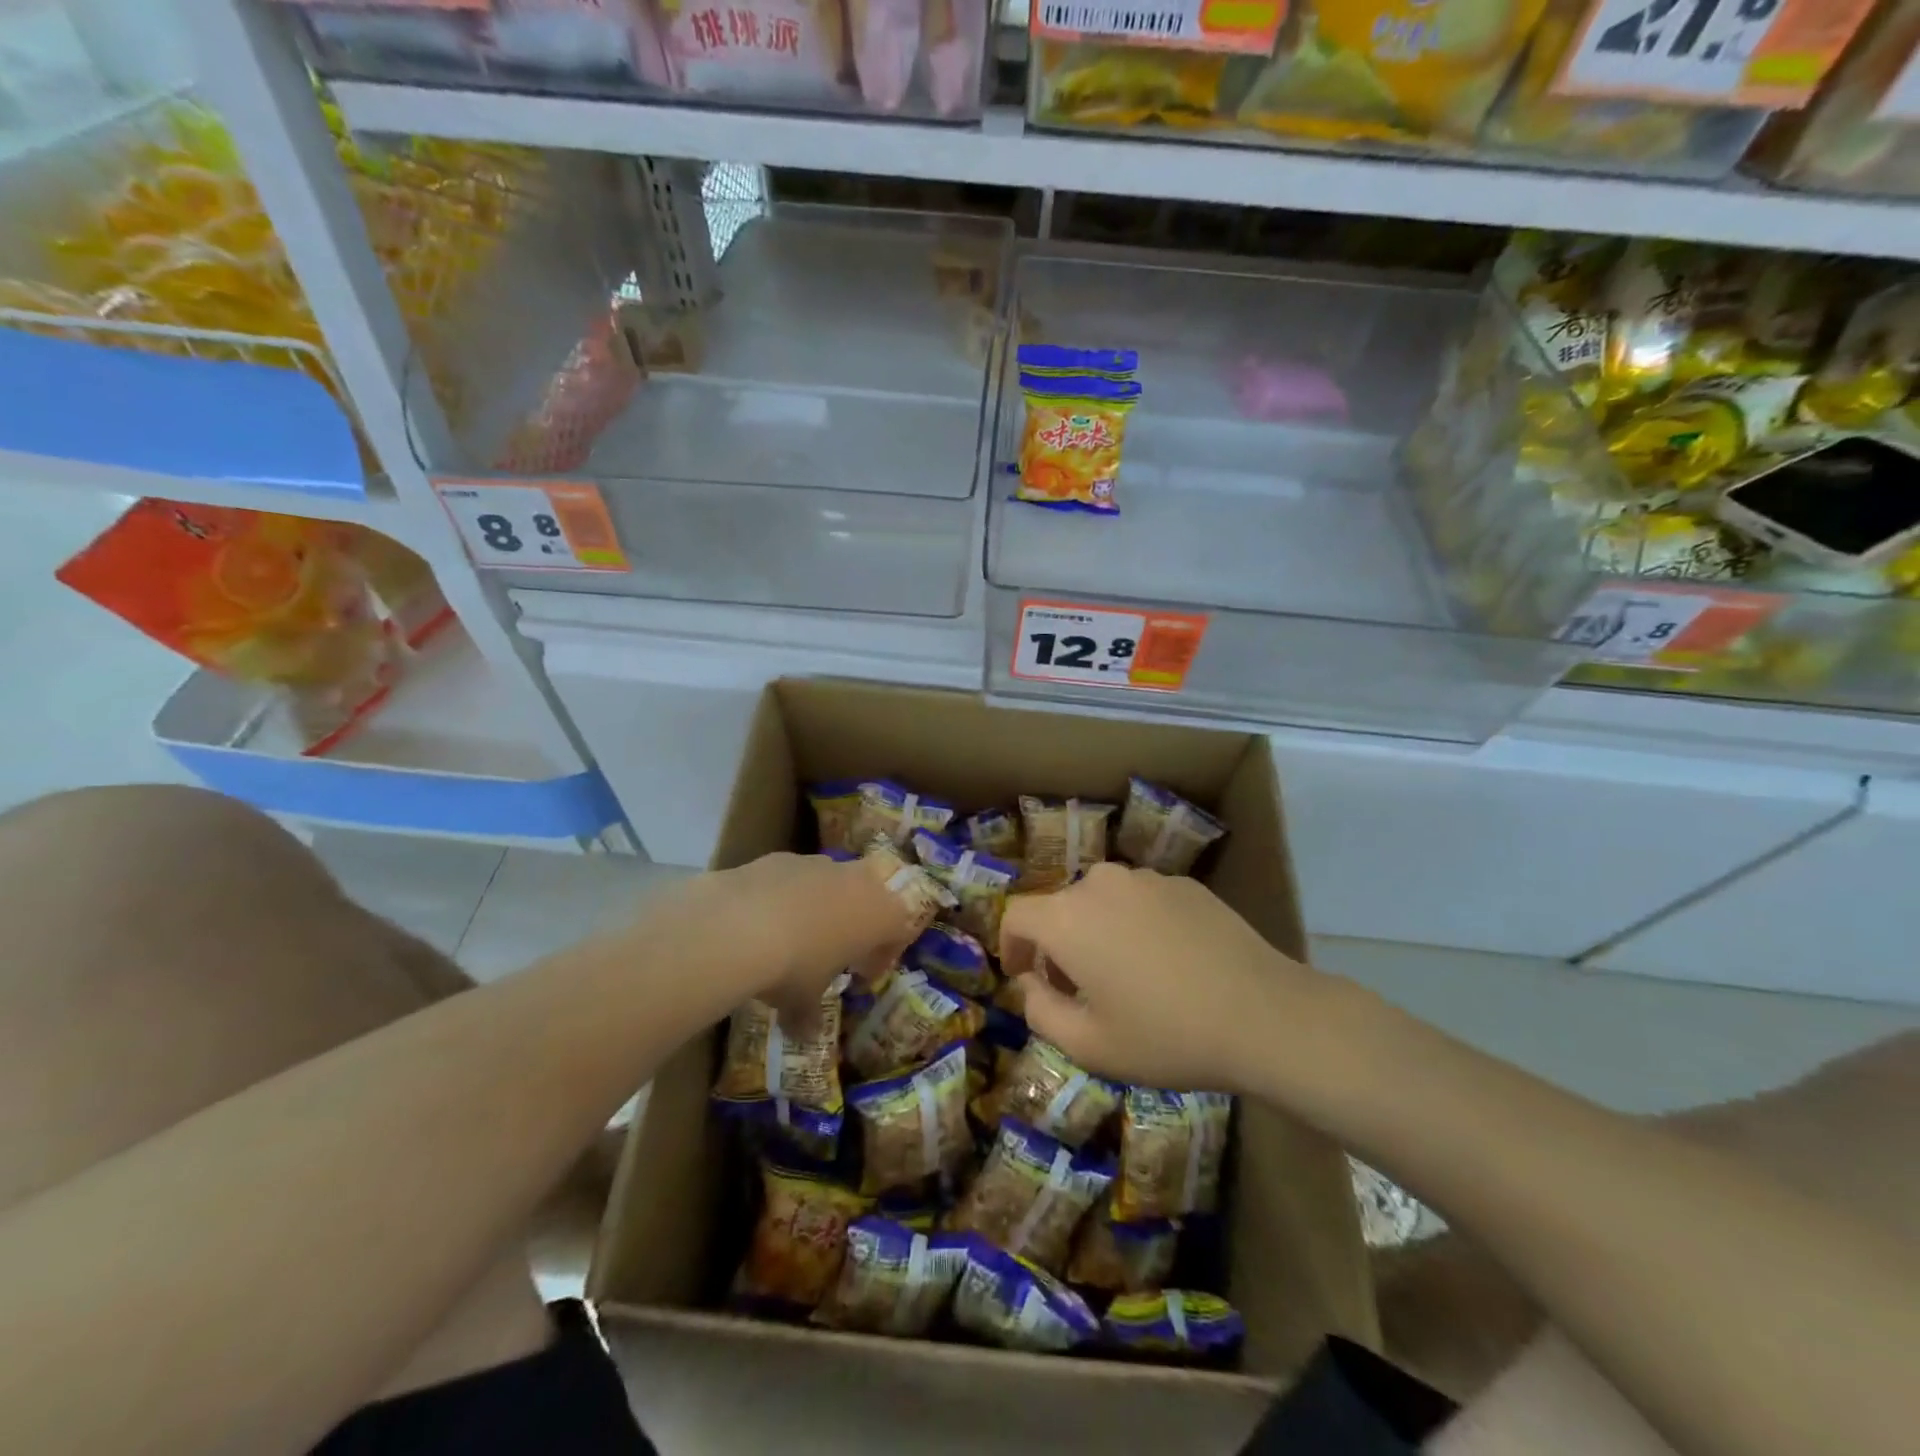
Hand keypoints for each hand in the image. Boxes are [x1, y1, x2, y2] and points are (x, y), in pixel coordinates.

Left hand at [676, 852, 916, 1028]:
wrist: (739, 924)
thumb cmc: (793, 967)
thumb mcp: (803, 1002)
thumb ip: (810, 1015)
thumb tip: (806, 1035)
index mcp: (880, 915)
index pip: (901, 928)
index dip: (884, 954)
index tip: (862, 975)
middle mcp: (858, 881)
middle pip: (871, 895)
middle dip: (858, 920)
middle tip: (836, 950)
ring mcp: (820, 863)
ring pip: (833, 882)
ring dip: (823, 905)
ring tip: (796, 936)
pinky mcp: (783, 857)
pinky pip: (797, 877)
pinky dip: (789, 895)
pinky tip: (764, 921)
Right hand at [999, 861, 1330, 1093]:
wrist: (1263, 1014)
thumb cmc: (1166, 1035)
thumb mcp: (1088, 1045)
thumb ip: (1040, 1011)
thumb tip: (1030, 983)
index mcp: (1067, 917)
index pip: (1016, 915)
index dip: (1010, 946)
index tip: (1022, 977)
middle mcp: (1100, 884)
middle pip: (1060, 907)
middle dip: (1056, 945)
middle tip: (1077, 989)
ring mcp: (1146, 879)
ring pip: (1102, 901)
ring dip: (1097, 932)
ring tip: (1125, 976)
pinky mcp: (1184, 883)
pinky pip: (1141, 900)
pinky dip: (1136, 925)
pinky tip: (1166, 963)